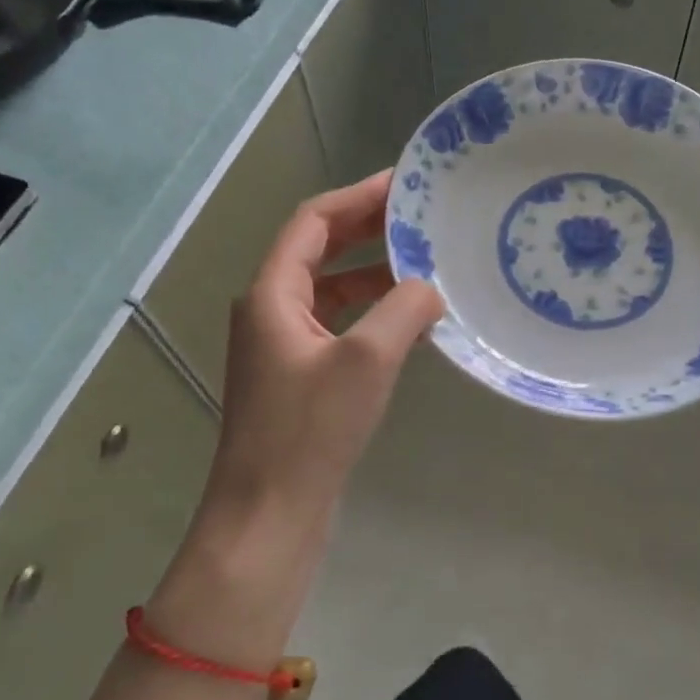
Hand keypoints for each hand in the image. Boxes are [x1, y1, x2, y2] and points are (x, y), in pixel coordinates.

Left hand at [149, 171, 443, 660]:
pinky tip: (410, 321)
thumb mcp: (367, 359)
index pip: (312, 222)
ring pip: (330, 288)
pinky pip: (338, 323)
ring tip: (423, 262)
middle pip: (318, 249)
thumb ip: (404, 309)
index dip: (357, 197)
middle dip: (367, 229)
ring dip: (373, 271)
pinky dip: (371, 311)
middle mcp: (270, 311)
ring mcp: (283, 346)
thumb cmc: (310, 431)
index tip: (403, 184)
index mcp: (271, 294)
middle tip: (419, 216)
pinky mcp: (299, 376)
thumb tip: (430, 287)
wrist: (269, 514)